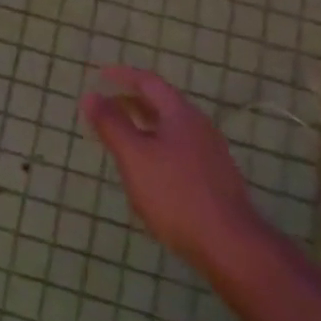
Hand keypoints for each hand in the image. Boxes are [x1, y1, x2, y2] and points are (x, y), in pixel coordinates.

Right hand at [80, 67, 271, 276]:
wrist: (229, 244)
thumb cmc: (175, 194)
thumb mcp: (134, 156)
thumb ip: (111, 125)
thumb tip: (90, 95)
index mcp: (180, 115)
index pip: (149, 82)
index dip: (122, 76)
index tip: (99, 76)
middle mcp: (199, 127)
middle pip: (162, 104)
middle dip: (131, 101)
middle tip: (105, 106)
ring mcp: (210, 154)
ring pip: (171, 128)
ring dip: (143, 125)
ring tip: (121, 136)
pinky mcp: (213, 178)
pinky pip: (179, 148)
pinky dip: (156, 145)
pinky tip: (146, 168)